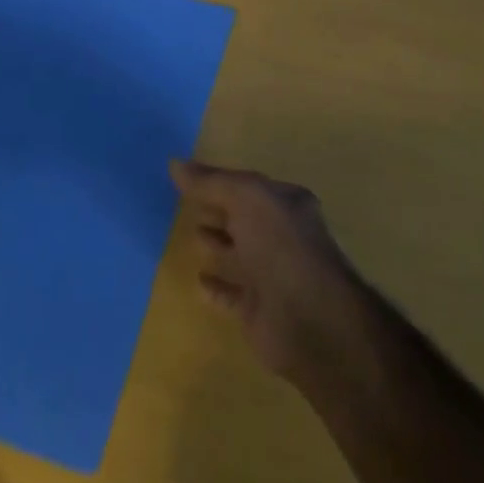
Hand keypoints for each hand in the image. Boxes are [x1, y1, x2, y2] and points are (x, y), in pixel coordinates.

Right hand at [170, 159, 362, 384]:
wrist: (309, 318)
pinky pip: (232, 294)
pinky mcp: (259, 310)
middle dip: (219, 210)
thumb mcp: (246, 198)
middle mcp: (282, 236)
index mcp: (286, 204)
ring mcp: (272, 274)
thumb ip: (211, 182)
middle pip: (244, 218)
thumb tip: (174, 163)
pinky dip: (216, 287)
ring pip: (239, 254)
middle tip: (186, 204)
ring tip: (191, 234)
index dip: (221, 181)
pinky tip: (198, 280)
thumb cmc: (281, 244)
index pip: (249, 187)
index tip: (190, 179)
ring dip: (217, 244)